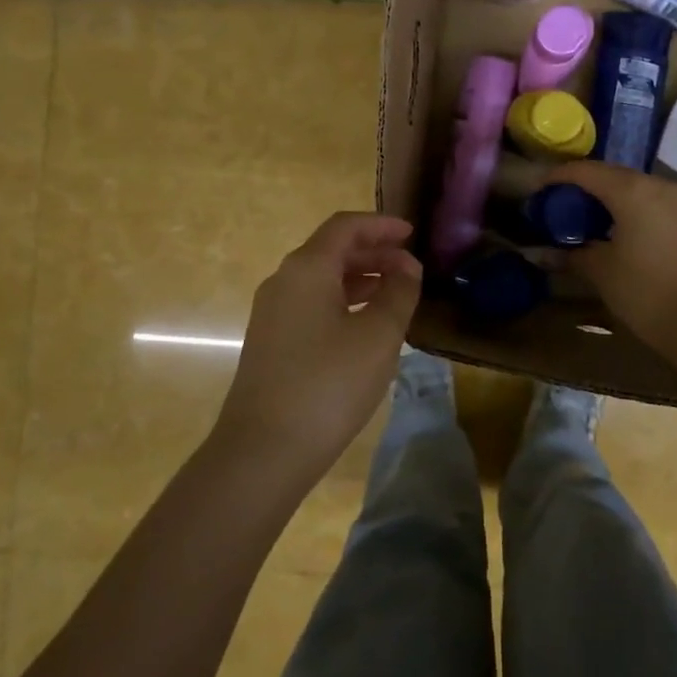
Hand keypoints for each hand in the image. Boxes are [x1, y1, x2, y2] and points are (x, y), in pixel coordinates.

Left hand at [217, 213, 423, 479]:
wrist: (263, 451)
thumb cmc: (328, 384)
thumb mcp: (378, 336)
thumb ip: (399, 293)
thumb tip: (407, 268)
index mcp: (307, 268)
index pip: (345, 227)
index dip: (381, 225)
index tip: (412, 234)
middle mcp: (284, 281)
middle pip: (332, 251)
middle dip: (374, 253)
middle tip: (411, 268)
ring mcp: (272, 313)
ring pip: (322, 280)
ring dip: (361, 279)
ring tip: (396, 295)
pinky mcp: (271, 342)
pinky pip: (312, 305)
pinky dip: (344, 303)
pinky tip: (366, 327)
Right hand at [555, 163, 676, 350]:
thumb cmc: (647, 293)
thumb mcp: (602, 273)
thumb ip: (573, 255)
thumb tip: (545, 254)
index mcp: (632, 191)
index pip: (587, 171)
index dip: (560, 176)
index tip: (541, 188)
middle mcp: (661, 186)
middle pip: (616, 175)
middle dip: (588, 186)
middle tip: (566, 205)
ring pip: (642, 189)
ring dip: (616, 198)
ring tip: (597, 220)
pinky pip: (661, 204)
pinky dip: (640, 210)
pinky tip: (630, 233)